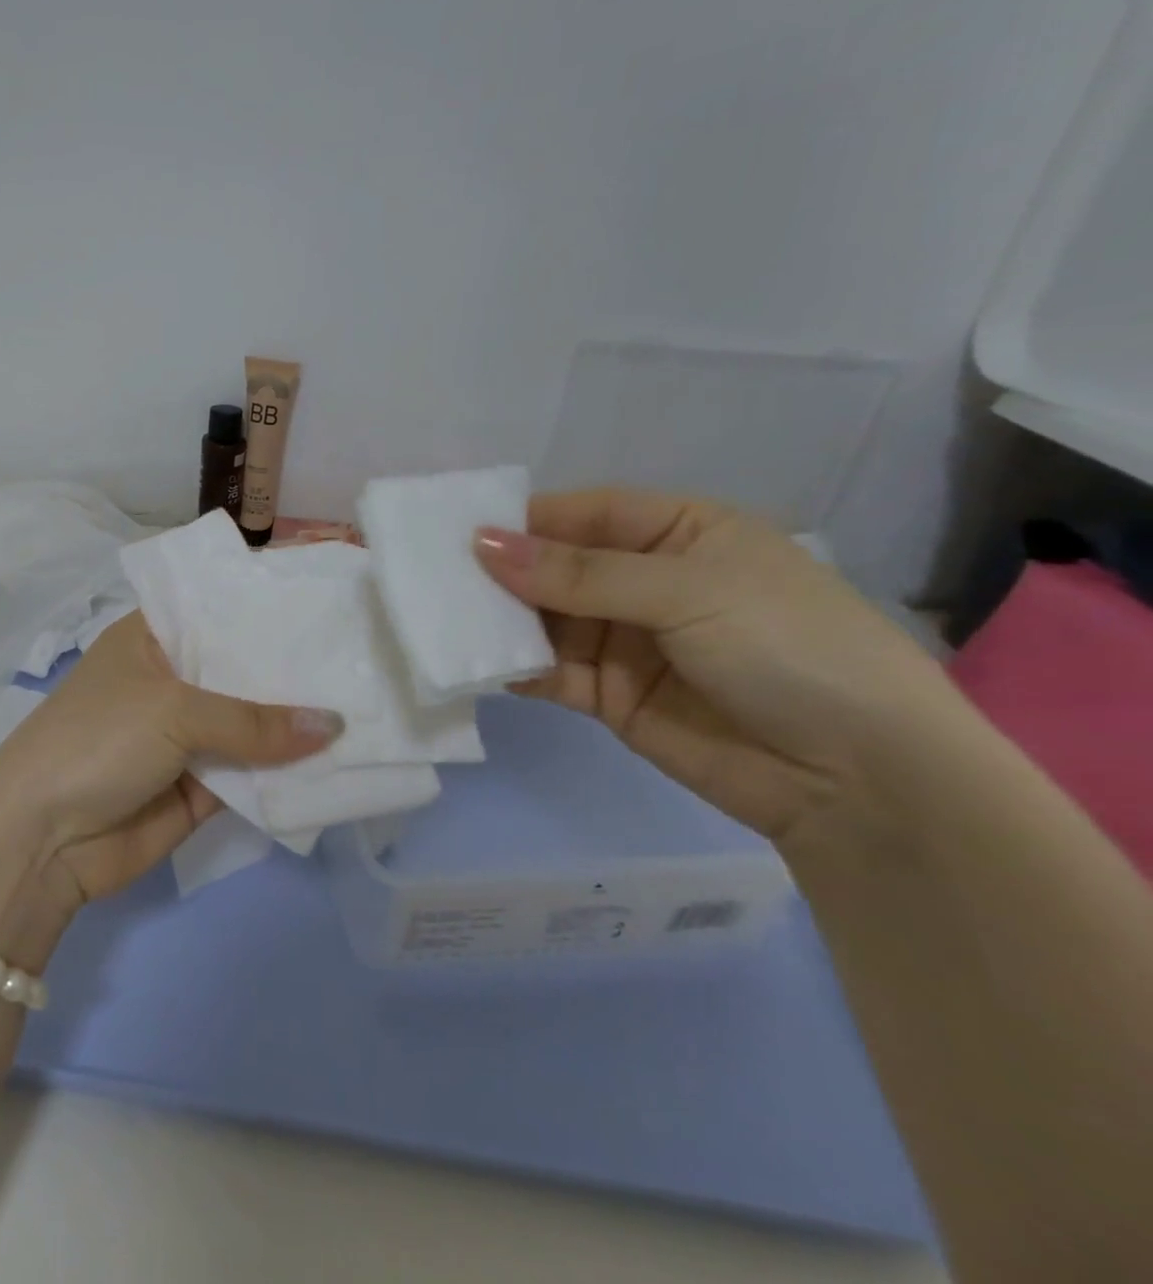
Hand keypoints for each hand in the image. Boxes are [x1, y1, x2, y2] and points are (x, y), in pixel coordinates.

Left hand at [0, 613, 341, 961]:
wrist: (42, 841)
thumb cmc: (98, 741)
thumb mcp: (174, 711)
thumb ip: (255, 721)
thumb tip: (336, 725)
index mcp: (152, 639)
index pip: (217, 609)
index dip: (266, 606)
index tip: (326, 601)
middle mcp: (172, 681)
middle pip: (242, 670)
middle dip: (293, 669)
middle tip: (364, 654)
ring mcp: (187, 736)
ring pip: (253, 725)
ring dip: (298, 723)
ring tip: (370, 702)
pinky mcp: (201, 787)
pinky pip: (252, 774)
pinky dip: (287, 772)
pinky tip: (342, 760)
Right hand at [474, 488, 962, 846]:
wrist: (858, 781)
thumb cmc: (788, 648)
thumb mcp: (689, 591)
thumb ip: (581, 573)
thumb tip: (484, 544)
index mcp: (681, 533)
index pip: (587, 513)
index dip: (528, 520)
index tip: (462, 530)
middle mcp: (646, 581)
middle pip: (557, 566)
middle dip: (505, 572)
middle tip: (436, 578)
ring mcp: (625, 640)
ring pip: (546, 619)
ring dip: (502, 621)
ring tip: (447, 620)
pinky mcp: (608, 695)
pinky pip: (550, 671)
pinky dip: (516, 667)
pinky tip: (481, 665)